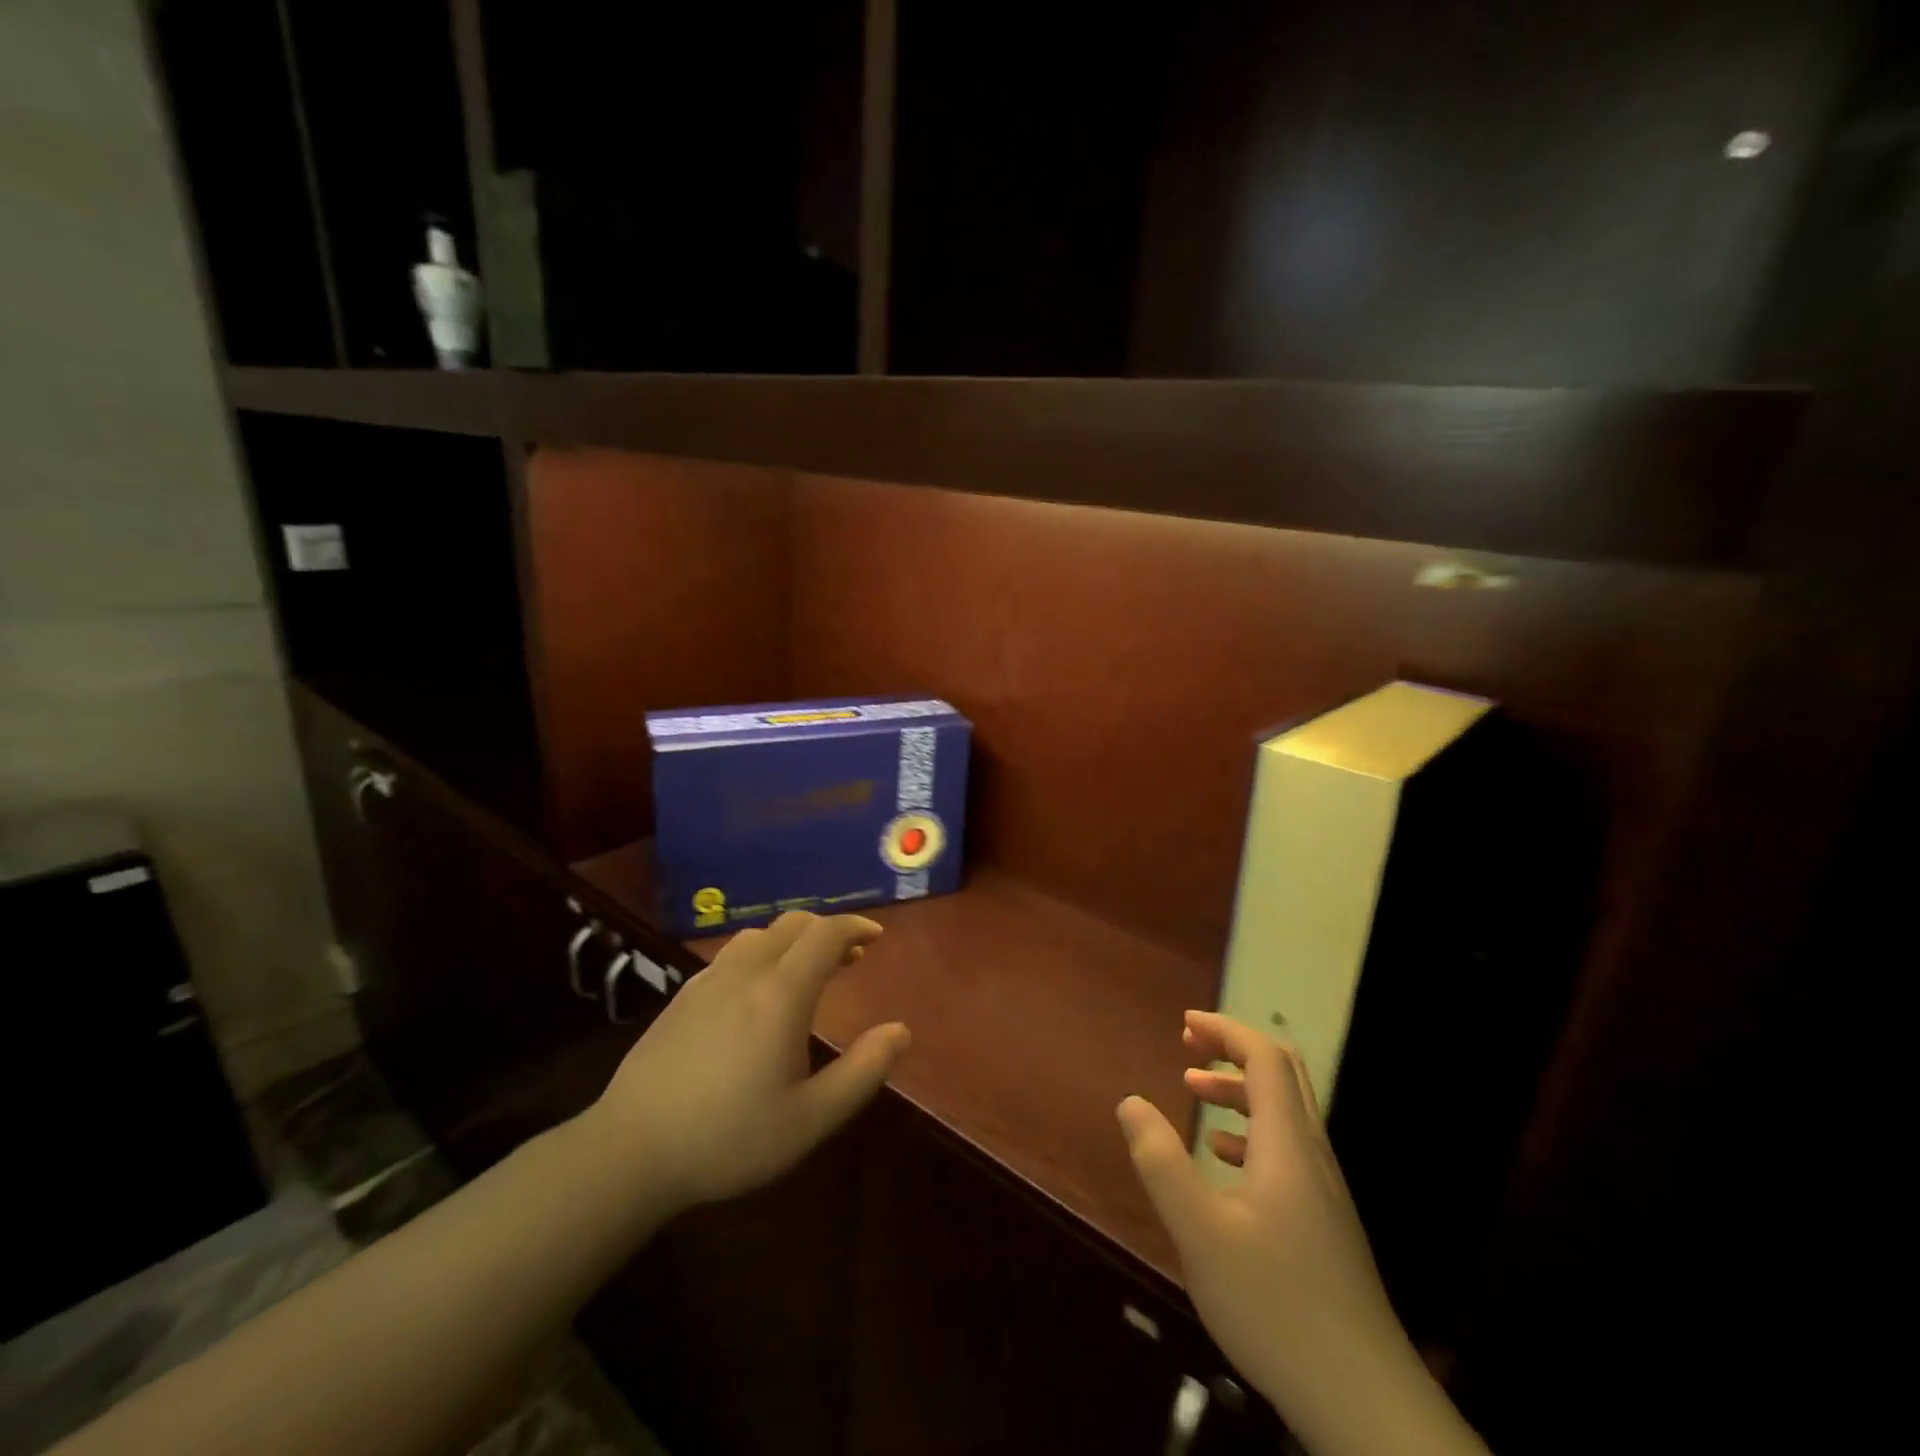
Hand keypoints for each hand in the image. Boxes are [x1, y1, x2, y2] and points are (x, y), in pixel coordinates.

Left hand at [589, 912, 909, 1212]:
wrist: (629, 1152)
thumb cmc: (728, 1139)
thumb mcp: (810, 1119)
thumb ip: (862, 1072)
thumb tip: (900, 1030)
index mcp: (781, 995)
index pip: (825, 935)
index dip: (855, 927)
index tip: (875, 938)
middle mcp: (746, 973)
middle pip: (794, 924)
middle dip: (828, 931)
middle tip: (850, 957)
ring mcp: (708, 981)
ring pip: (760, 935)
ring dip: (793, 939)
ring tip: (807, 970)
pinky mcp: (683, 996)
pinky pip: (732, 954)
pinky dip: (762, 953)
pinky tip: (758, 991)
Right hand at [1117, 1012, 1485, 1455]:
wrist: (1365, 1404)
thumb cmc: (1276, 1306)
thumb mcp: (1200, 1233)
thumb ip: (1161, 1162)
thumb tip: (1130, 1102)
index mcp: (1287, 1144)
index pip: (1266, 1058)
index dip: (1226, 1030)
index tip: (1185, 1023)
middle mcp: (1312, 1155)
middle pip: (1282, 1075)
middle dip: (1233, 1049)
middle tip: (1188, 1044)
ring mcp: (1323, 1191)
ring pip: (1284, 1113)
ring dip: (1239, 1089)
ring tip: (1192, 1089)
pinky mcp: (1323, 1222)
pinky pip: (1286, 1149)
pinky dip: (1250, 1131)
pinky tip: (1221, 1155)